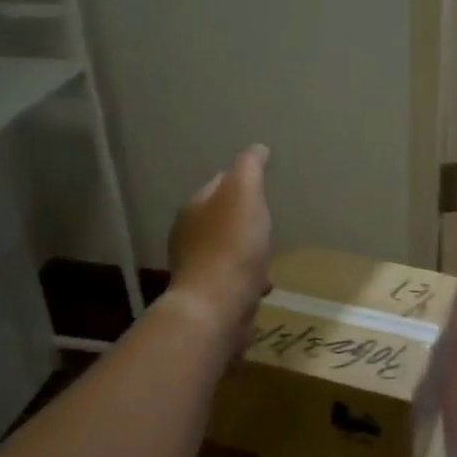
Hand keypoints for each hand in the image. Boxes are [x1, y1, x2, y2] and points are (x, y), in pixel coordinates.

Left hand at [167, 146, 271, 331]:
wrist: (217, 308)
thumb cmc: (232, 246)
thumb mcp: (244, 194)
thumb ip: (249, 168)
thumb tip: (256, 148)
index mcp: (194, 208)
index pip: (218, 185)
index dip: (241, 183)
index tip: (261, 187)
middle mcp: (189, 237)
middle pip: (221, 220)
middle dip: (244, 220)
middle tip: (266, 221)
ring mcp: (197, 270)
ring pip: (228, 252)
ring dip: (247, 253)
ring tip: (268, 257)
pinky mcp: (209, 299)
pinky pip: (233, 281)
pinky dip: (247, 279)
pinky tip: (262, 285)